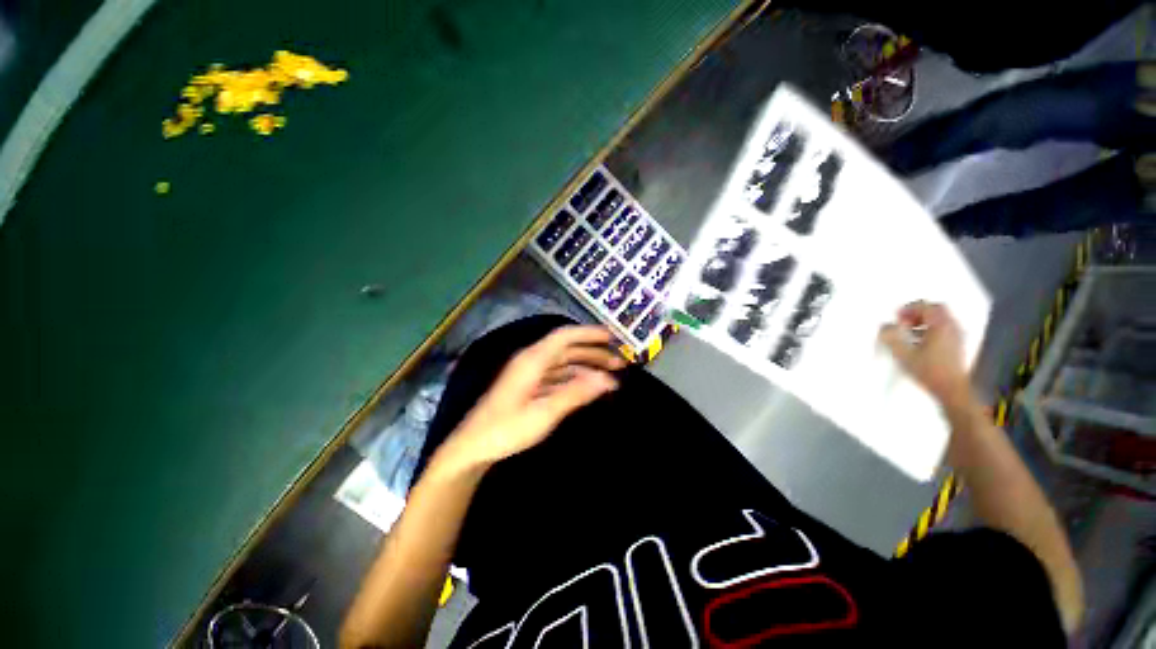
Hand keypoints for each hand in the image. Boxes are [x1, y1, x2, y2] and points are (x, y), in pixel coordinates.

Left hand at [436, 325, 623, 472]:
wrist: (473, 447)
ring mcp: (529, 374)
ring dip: (585, 366)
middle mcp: (531, 360)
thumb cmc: (507, 429)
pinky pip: (556, 376)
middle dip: (593, 352)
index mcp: (533, 359)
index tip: (612, 337)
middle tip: (619, 362)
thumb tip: (606, 379)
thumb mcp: (545, 413)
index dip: (589, 334)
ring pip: (563, 363)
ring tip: (609, 376)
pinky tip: (586, 387)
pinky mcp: (528, 387)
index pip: (565, 336)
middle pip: (567, 349)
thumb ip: (576, 393)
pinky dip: (573, 378)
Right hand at [879, 302, 970, 403]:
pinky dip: (931, 330)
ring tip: (909, 334)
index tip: (897, 319)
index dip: (908, 309)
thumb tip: (884, 327)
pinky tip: (920, 343)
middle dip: (917, 313)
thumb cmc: (928, 370)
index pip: (925, 306)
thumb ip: (891, 338)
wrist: (952, 390)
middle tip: (904, 323)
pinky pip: (944, 330)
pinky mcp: (957, 346)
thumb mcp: (903, 354)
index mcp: (940, 325)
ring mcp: (957, 336)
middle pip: (936, 310)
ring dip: (923, 322)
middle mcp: (952, 327)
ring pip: (940, 320)